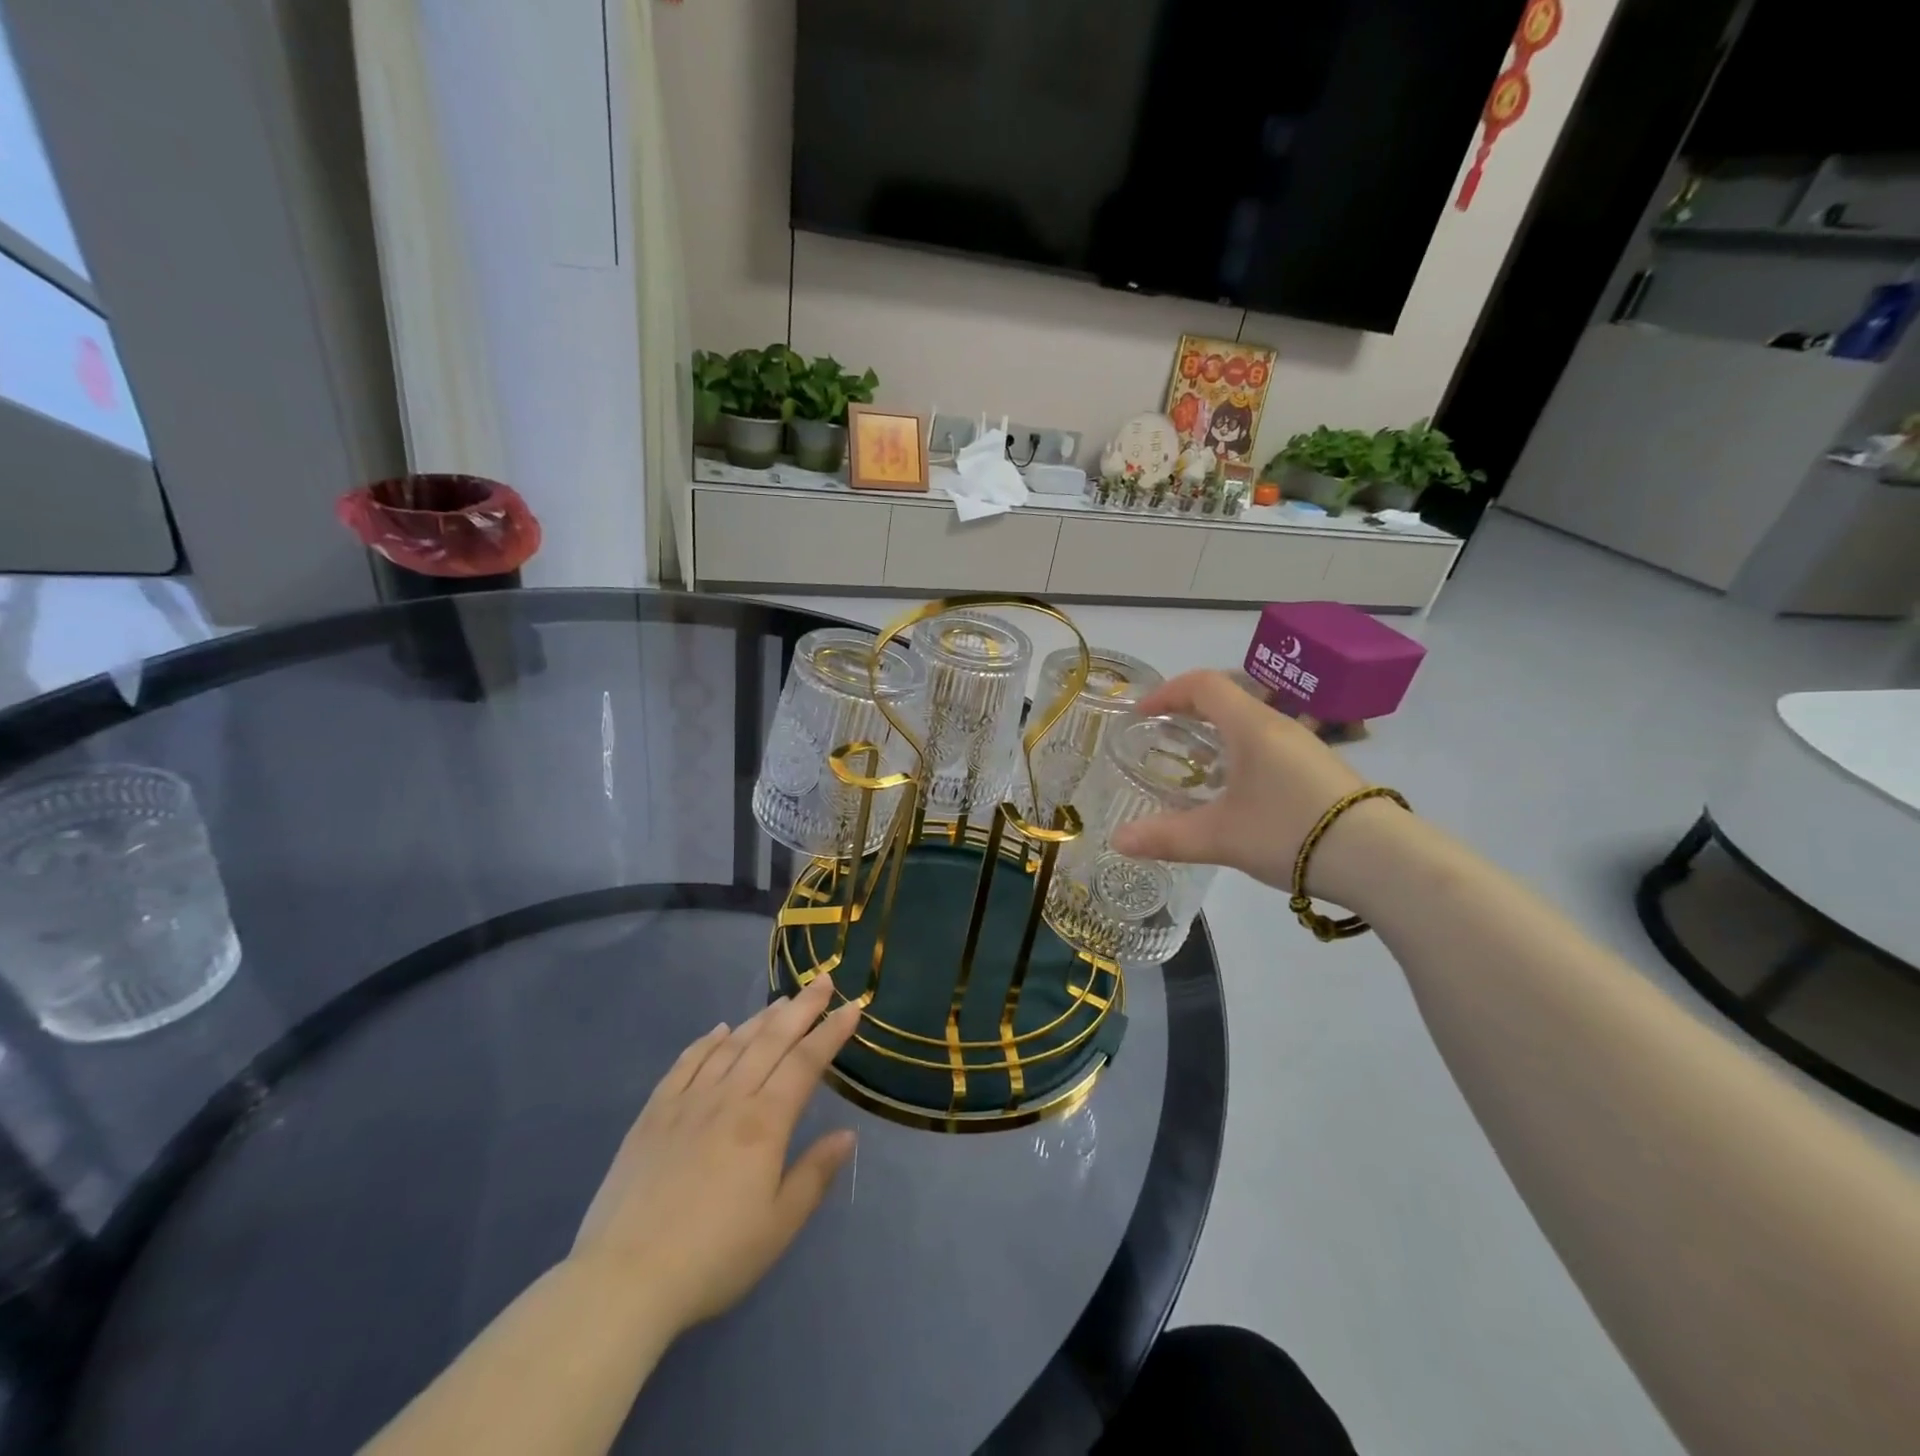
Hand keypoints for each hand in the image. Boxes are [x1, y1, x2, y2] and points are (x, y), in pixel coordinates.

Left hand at [570, 973, 860, 1338]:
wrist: (623, 1280)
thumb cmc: (713, 1258)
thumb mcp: (778, 1227)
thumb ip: (814, 1175)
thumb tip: (847, 1135)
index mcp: (764, 1123)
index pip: (806, 1063)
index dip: (831, 1033)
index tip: (852, 1007)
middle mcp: (729, 1098)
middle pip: (771, 1041)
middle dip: (801, 1009)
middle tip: (822, 982)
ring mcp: (687, 1102)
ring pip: (731, 1046)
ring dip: (760, 1019)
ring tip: (781, 1001)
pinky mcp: (653, 1114)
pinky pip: (685, 1064)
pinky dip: (706, 1042)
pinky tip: (719, 1030)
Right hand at [1110, 669, 1401, 907]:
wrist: (1381, 860)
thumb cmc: (1291, 832)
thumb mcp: (1220, 837)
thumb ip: (1166, 837)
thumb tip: (1117, 841)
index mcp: (1251, 726)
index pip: (1203, 685)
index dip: (1167, 692)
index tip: (1141, 714)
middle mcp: (1279, 725)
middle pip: (1228, 697)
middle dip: (1189, 710)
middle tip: (1161, 735)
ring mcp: (1304, 746)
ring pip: (1251, 722)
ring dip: (1217, 732)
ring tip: (1194, 763)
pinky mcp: (1319, 769)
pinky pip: (1268, 744)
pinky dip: (1240, 751)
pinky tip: (1236, 789)